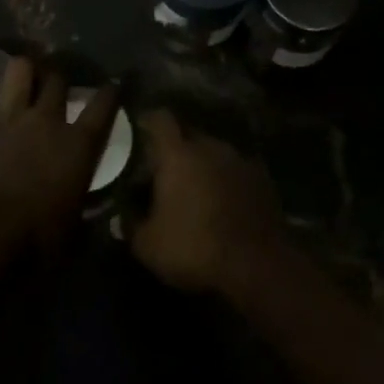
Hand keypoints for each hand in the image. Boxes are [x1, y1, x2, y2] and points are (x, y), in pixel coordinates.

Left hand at [0, 56, 119, 250]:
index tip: (111, 86)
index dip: (109, 94)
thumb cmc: (36, 242)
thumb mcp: (73, 229)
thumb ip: (82, 208)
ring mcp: (7, 117)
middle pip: (58, 80)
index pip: (102, 107)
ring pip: (19, 69)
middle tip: (54, 84)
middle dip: (58, 78)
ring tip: (20, 78)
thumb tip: (87, 210)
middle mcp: (45, 121)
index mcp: (78, 145)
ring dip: (22, 71)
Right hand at [130, 112, 288, 295]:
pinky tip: (223, 201)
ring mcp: (240, 160)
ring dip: (203, 163)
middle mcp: (210, 146)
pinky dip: (226, 179)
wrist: (258, 265)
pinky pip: (235, 169)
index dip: (149, 121)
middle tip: (164, 169)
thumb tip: (120, 218)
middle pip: (188, 133)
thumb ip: (130, 225)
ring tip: (195, 188)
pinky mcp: (262, 178)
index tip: (140, 129)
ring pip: (214, 151)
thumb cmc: (195, 248)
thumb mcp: (148, 245)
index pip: (160, 119)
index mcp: (178, 154)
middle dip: (175, 146)